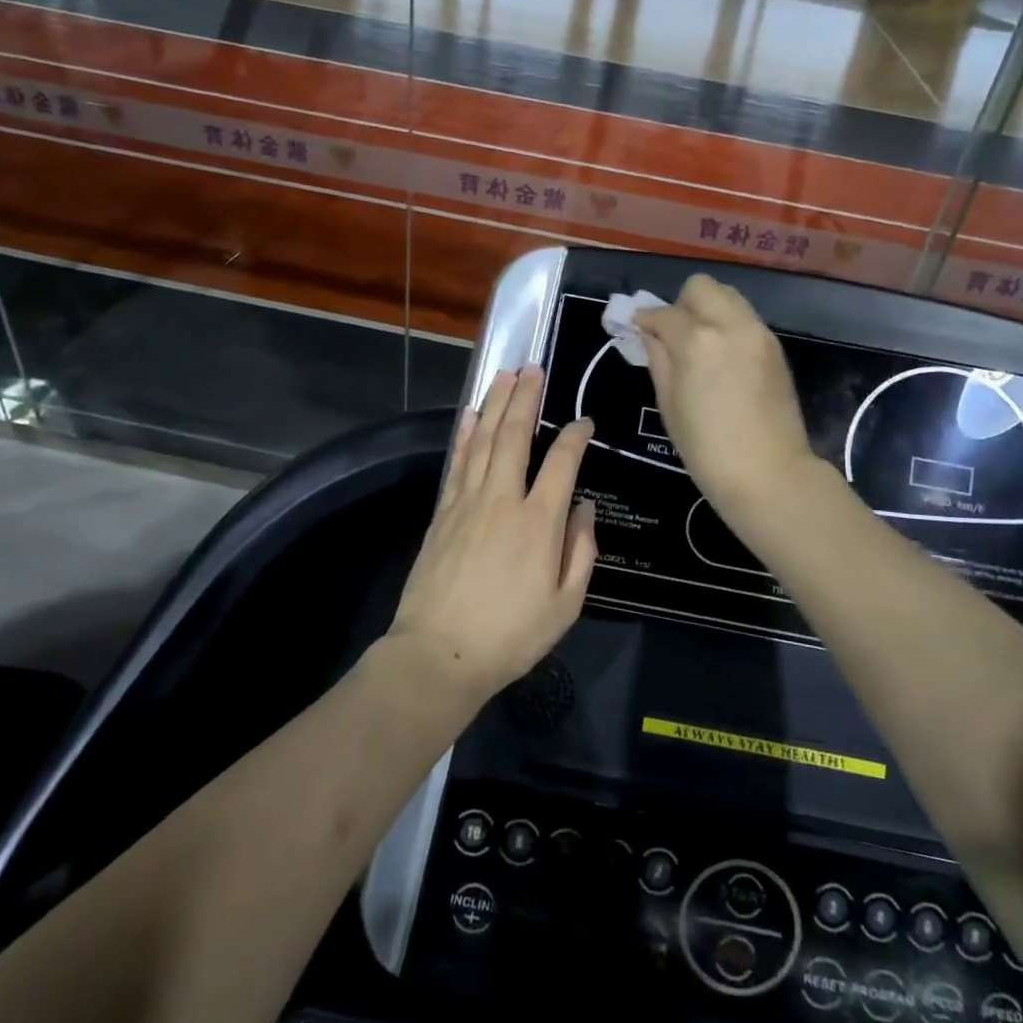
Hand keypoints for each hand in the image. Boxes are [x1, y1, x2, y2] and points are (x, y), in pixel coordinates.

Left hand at [387, 367, 596, 701]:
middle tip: (533, 368)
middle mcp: (503, 500)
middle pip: (515, 436)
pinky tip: (471, 416)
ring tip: (505, 376)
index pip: (562, 462)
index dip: (575, 437)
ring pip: (484, 441)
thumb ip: (581, 552)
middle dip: (526, 398)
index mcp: (539, 522)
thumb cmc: (511, 635)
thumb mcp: (566, 605)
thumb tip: (583, 508)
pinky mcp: (442, 512)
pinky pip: (457, 463)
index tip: (584, 421)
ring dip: (495, 405)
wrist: (438, 654)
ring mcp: (468, 502)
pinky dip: (465, 435)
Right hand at [633, 275, 818, 520]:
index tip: (637, 329)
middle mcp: (730, 325)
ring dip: (708, 310)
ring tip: (700, 344)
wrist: (768, 474)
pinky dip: (729, 325)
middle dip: (681, 304)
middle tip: (673, 335)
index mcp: (696, 341)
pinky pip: (745, 319)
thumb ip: (658, 360)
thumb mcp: (669, 405)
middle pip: (701, 287)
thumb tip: (649, 334)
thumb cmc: (706, 449)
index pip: (663, 313)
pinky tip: (723, 358)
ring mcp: (758, 333)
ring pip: (728, 296)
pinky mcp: (775, 347)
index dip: (645, 320)